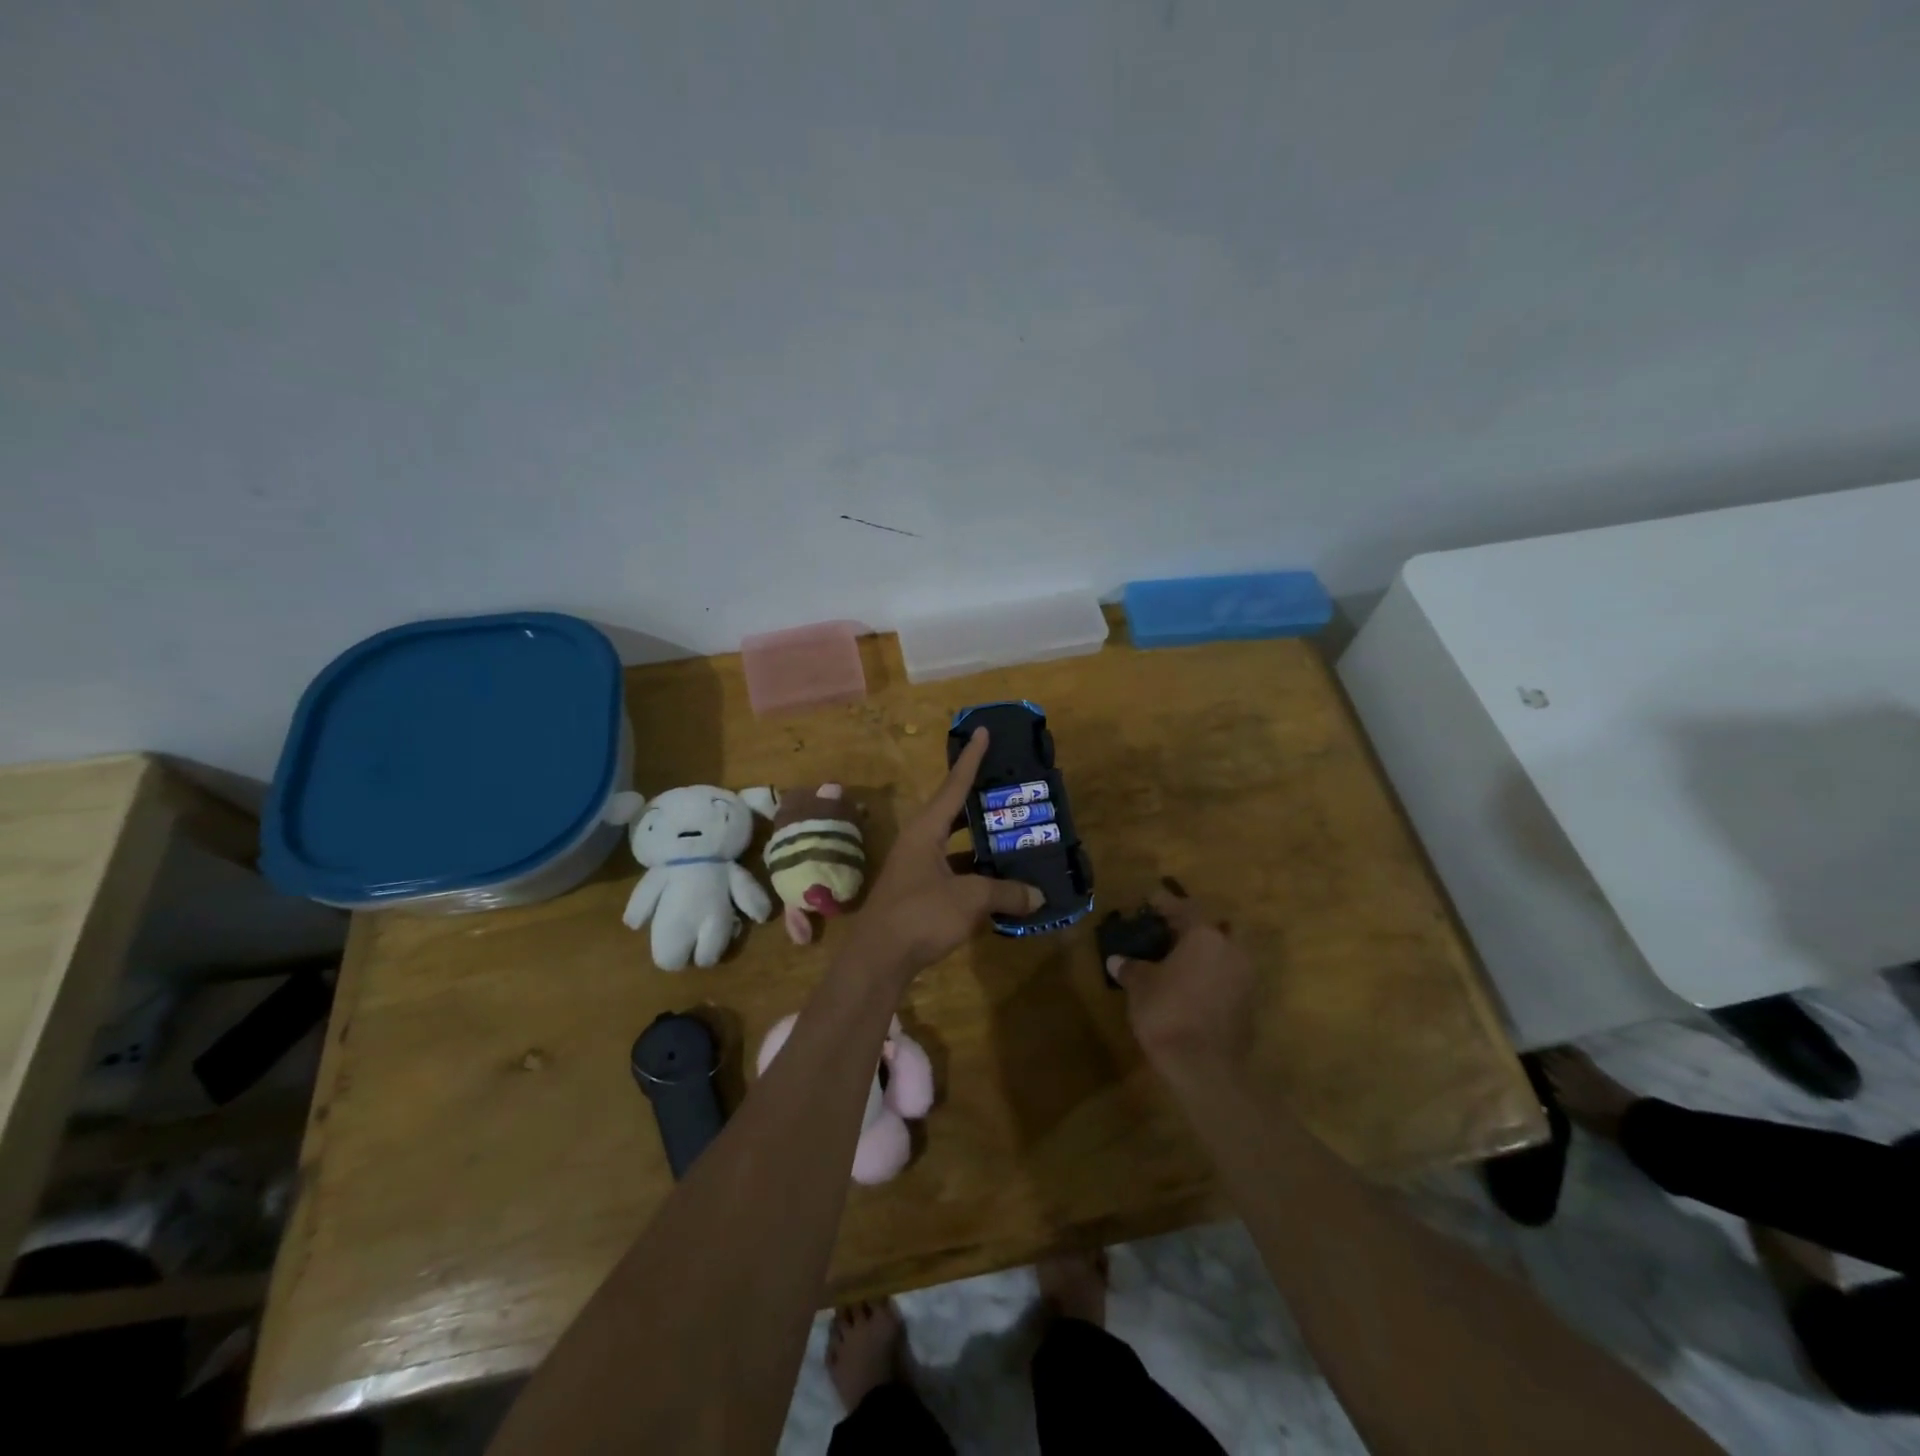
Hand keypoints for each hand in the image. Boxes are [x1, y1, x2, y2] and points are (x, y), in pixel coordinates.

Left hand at [843, 728, 1043, 982]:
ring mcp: (917, 867)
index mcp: (926, 829)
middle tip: (1010, 789)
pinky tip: (999, 880)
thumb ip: (1006, 893)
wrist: (877, 959)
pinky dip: (975, 871)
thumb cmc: (920, 916)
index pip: (954, 785)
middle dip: (981, 800)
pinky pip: (953, 869)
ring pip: (955, 843)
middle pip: (954, 811)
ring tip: (1013, 833)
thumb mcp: (969, 901)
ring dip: (981, 840)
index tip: (982, 731)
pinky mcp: (919, 891)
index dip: (971, 758)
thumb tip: (1039, 895)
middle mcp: (919, 841)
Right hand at [1107, 889, 1254, 1090]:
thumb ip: (1130, 968)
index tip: (1150, 900)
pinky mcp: (1249, 1003)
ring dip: (1203, 953)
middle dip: (1190, 928)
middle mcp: (1231, 949)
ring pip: (1223, 952)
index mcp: (1204, 935)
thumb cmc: (1168, 1013)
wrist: (1205, 1067)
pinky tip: (1190, 986)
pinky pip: (1228, 976)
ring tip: (1176, 960)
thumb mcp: (1140, 986)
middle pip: (1211, 928)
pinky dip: (1211, 975)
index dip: (1164, 902)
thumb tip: (1116, 960)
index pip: (1184, 907)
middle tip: (1166, 932)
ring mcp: (1245, 977)